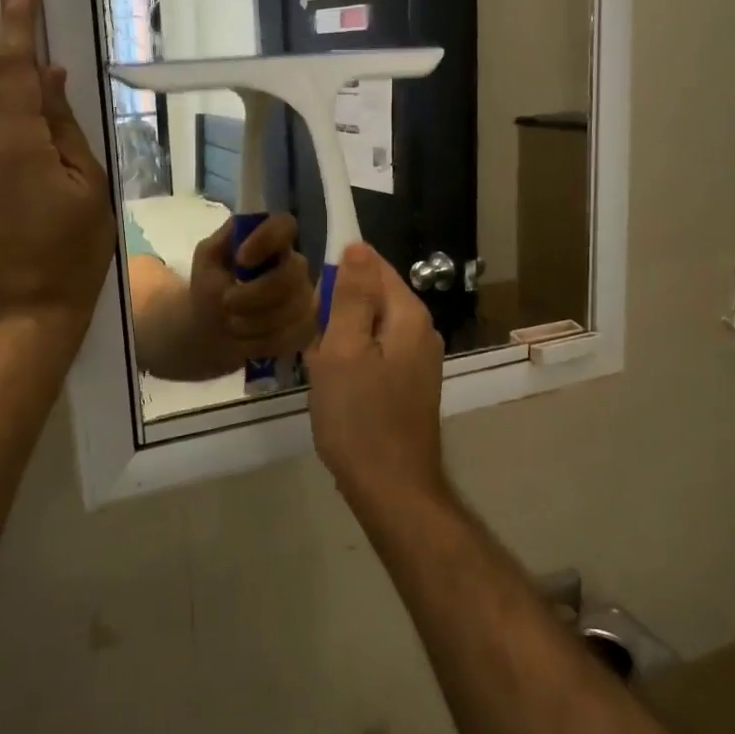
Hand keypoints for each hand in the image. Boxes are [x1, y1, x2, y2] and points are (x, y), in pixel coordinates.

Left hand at [0, 0, 113, 328]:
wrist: (28, 310)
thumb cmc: (75, 250)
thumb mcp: (90, 184)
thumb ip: (66, 127)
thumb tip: (51, 79)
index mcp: (15, 143)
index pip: (14, 71)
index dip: (18, 26)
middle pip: (2, 91)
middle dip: (26, 68)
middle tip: (55, 53)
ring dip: (25, 109)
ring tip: (62, 128)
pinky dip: (17, 134)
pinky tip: (43, 155)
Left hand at [186, 214, 317, 364]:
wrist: (213, 333)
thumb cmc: (212, 289)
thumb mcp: (208, 259)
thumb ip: (224, 240)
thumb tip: (242, 225)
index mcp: (272, 242)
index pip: (285, 225)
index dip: (267, 240)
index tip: (242, 259)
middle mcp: (295, 266)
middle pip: (291, 275)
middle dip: (254, 295)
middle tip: (226, 302)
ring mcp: (305, 298)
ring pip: (291, 310)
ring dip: (253, 322)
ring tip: (231, 324)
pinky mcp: (306, 328)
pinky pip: (292, 336)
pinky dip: (262, 342)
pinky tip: (246, 341)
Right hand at [305, 242, 447, 509]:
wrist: (391, 488)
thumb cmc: (359, 417)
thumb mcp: (344, 350)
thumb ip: (352, 295)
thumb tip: (358, 246)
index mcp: (408, 315)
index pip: (373, 266)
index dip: (338, 276)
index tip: (314, 309)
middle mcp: (420, 330)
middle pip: (370, 297)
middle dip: (336, 314)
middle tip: (318, 349)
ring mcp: (417, 359)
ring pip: (367, 328)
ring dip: (339, 342)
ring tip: (323, 372)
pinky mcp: (408, 384)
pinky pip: (373, 354)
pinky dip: (351, 363)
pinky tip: (336, 389)